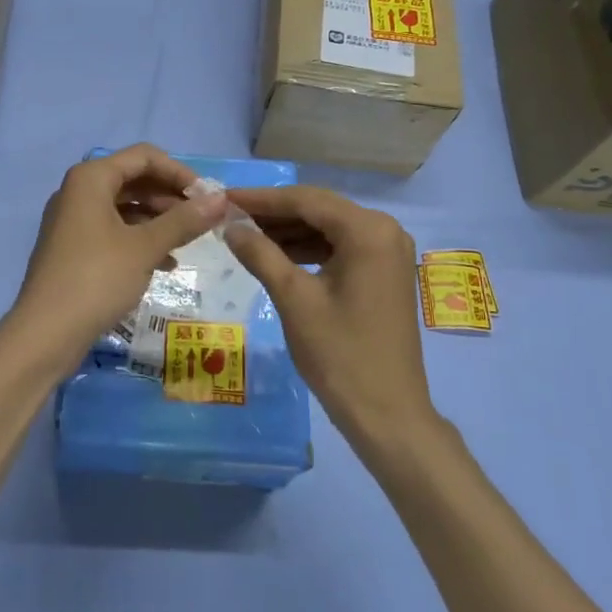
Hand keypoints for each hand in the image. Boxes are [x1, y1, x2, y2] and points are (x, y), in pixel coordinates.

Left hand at [4, 145, 227, 375]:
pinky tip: (165, 263)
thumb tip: (221, 199)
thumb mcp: (145, 247)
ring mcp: (73, 220)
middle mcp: (78, 191)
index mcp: (91, 178)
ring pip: (125, 207)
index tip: (207, 197)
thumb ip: (184, 220)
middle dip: (170, 197)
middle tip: (202, 220)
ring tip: (188, 242)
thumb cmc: (96, 279)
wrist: (45, 334)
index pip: (144, 157)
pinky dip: (140, 240)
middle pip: (134, 179)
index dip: (179, 172)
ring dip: (158, 220)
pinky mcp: (73, 247)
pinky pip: (113, 230)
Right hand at [222, 186, 433, 439]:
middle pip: (319, 209)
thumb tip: (230, 226)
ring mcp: (388, 252)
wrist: (387, 414)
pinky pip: (340, 247)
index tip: (223, 198)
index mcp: (368, 230)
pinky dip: (308, 249)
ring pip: (328, 228)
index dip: (261, 198)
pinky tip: (276, 255)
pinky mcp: (384, 272)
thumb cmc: (339, 354)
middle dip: (274, 213)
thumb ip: (260, 254)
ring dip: (289, 231)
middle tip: (229, 215)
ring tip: (245, 234)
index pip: (306, 200)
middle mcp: (385, 230)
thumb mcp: (293, 299)